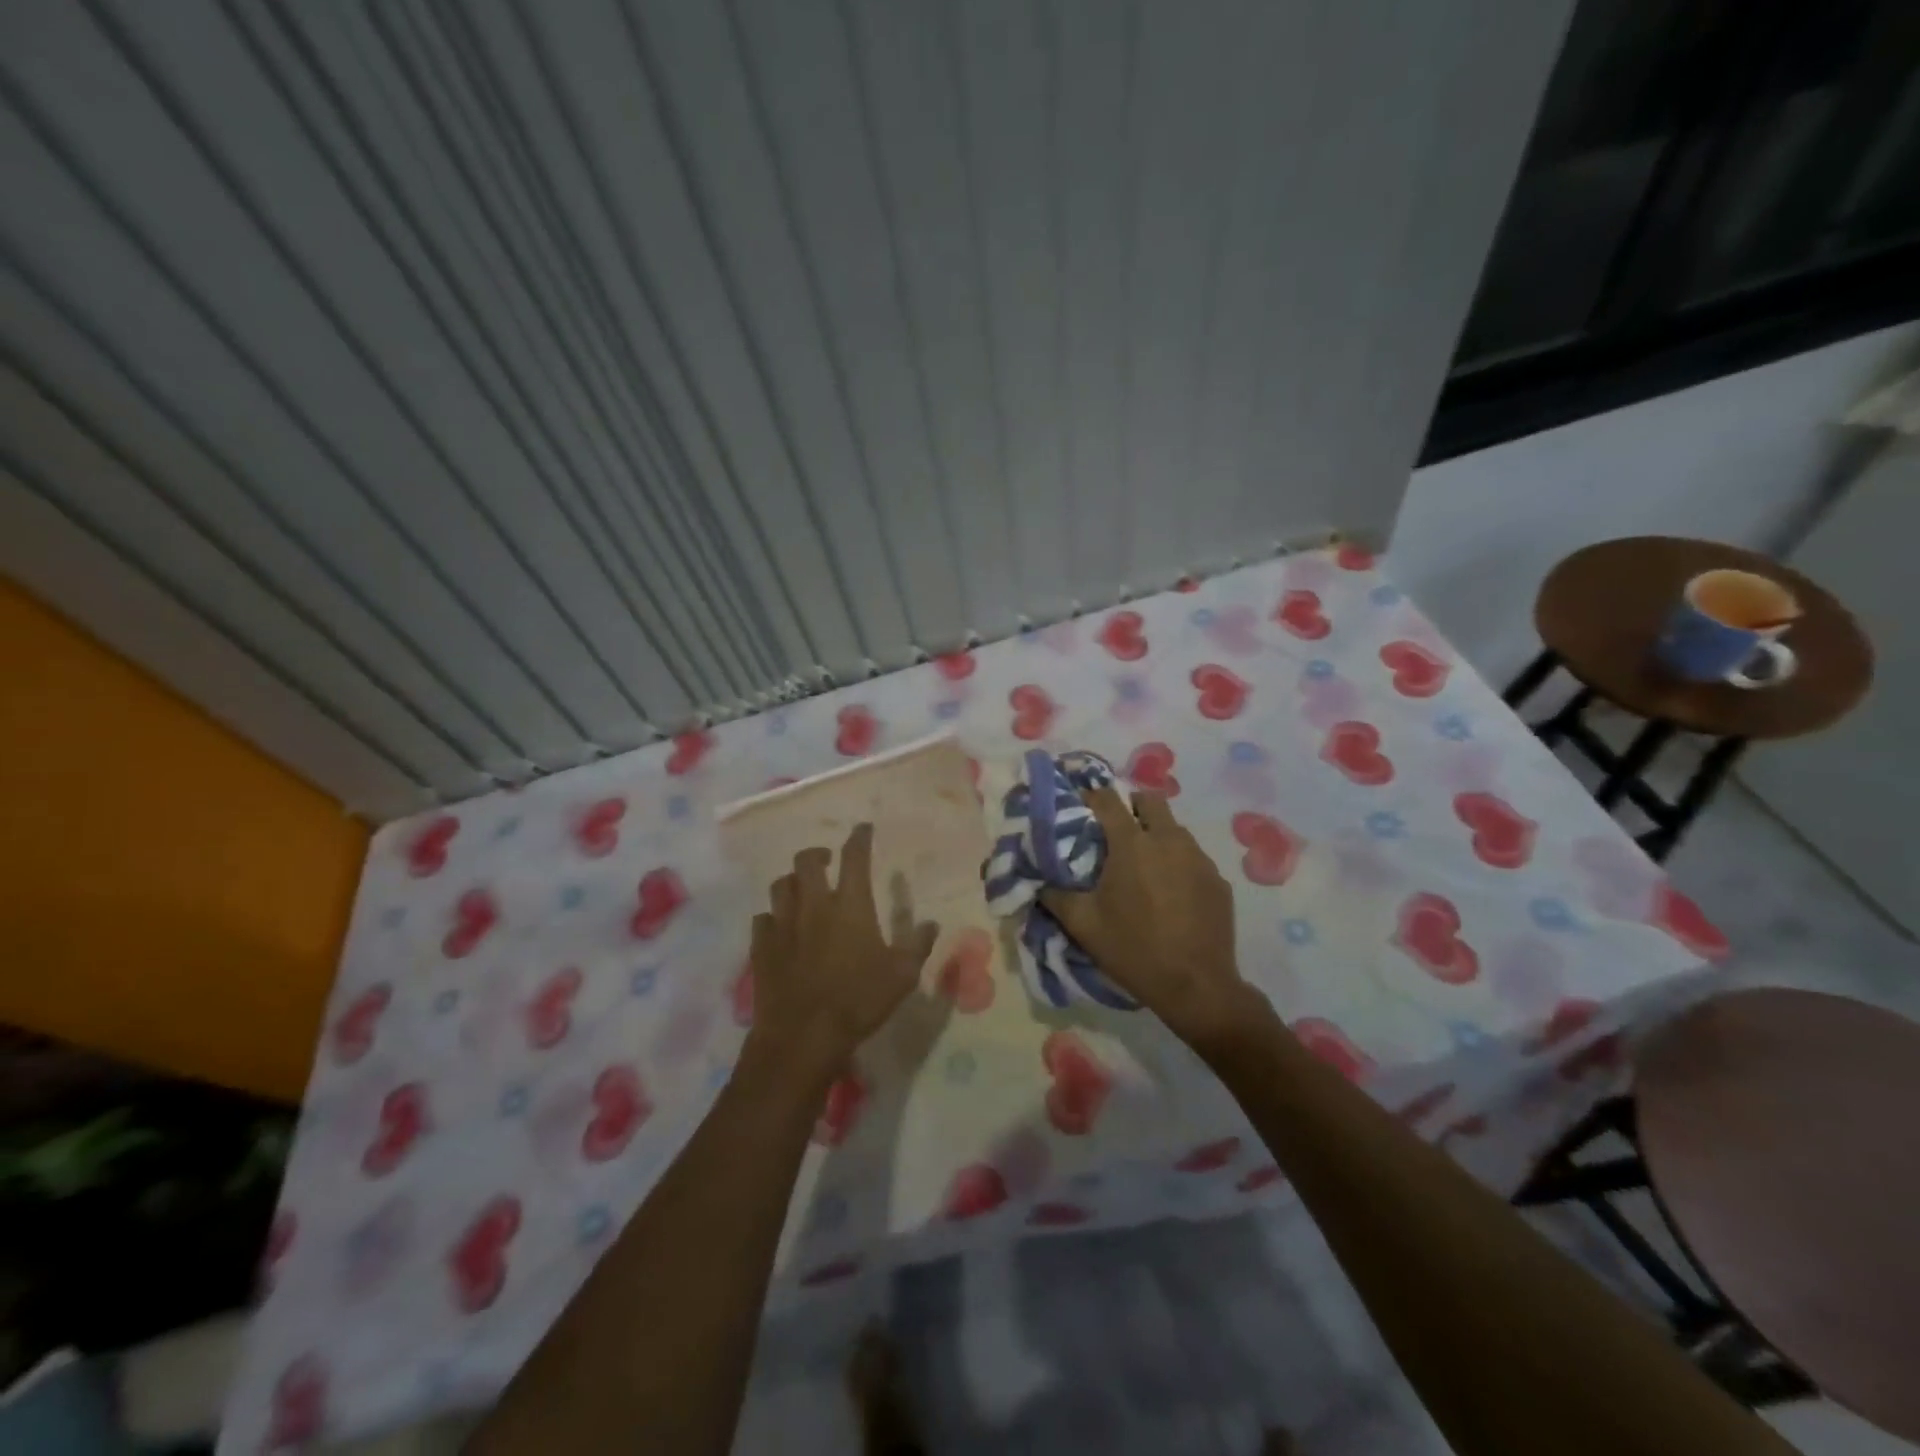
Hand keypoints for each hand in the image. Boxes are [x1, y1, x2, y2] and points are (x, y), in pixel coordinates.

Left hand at [748, 823, 938, 1079]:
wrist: (803, 1036)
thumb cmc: (859, 1001)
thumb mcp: (902, 976)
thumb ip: (918, 945)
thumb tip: (932, 923)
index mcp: (850, 906)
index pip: (854, 858)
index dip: (859, 838)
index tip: (862, 830)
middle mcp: (814, 905)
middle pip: (807, 861)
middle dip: (818, 854)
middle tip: (827, 860)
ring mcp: (783, 925)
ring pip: (781, 885)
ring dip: (793, 881)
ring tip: (802, 889)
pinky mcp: (761, 947)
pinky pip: (763, 919)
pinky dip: (773, 916)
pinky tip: (780, 927)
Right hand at [1039, 789, 1254, 1045]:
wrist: (1196, 987)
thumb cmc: (1134, 950)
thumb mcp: (1083, 925)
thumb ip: (1056, 896)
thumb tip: (1040, 881)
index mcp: (1132, 844)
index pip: (1107, 800)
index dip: (1091, 796)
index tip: (1081, 805)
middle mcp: (1169, 840)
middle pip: (1150, 800)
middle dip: (1131, 806)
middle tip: (1117, 831)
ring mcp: (1199, 859)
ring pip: (1175, 829)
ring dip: (1157, 835)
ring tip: (1145, 866)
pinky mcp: (1218, 880)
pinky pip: (1194, 858)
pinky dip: (1179, 864)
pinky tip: (1172, 894)